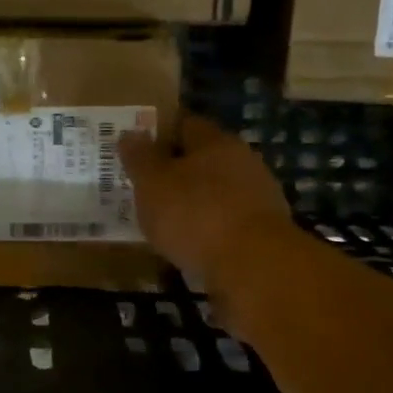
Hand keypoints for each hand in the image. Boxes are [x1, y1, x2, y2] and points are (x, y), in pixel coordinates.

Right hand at [119, 114, 296, 292]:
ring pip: (216, 194)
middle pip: (204, 160)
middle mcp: (243, 163)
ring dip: (193, 205)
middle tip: (146, 188)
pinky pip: (226, 225)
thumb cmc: (196, 215)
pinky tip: (189, 247)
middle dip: (177, 172)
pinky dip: (208, 232)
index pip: (186, 125)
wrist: (253, 267)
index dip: (161, 134)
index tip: (138, 150)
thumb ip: (140, 158)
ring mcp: (258, 199)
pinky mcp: (263, 234)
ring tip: (163, 223)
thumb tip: (129, 133)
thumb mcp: (153, 183)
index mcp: (217, 142)